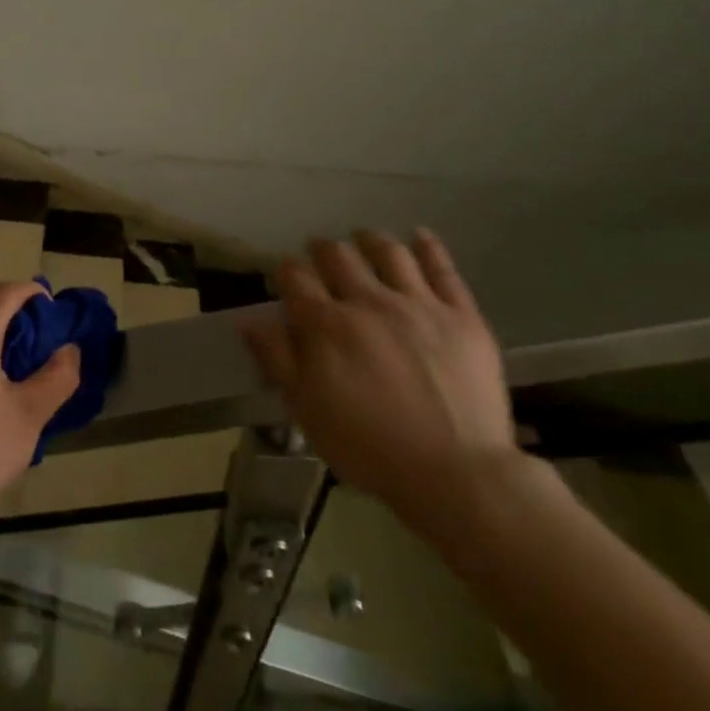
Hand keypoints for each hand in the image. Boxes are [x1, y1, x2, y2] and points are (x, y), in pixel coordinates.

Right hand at [242, 229, 518, 548]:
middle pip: (337, 254)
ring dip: (369, 240)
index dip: (285, 271)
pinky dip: (428, 247)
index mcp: (326, 324)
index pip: (294, 276)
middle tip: (320, 256)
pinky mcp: (461, 315)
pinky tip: (420, 236)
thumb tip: (248, 319)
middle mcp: (367, 301)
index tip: (284, 279)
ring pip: (388, 251)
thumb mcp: (306, 411)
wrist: (457, 474)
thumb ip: (277, 359)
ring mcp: (418, 304)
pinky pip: (443, 269)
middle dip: (321, 250)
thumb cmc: (369, 447)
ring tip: (362, 240)